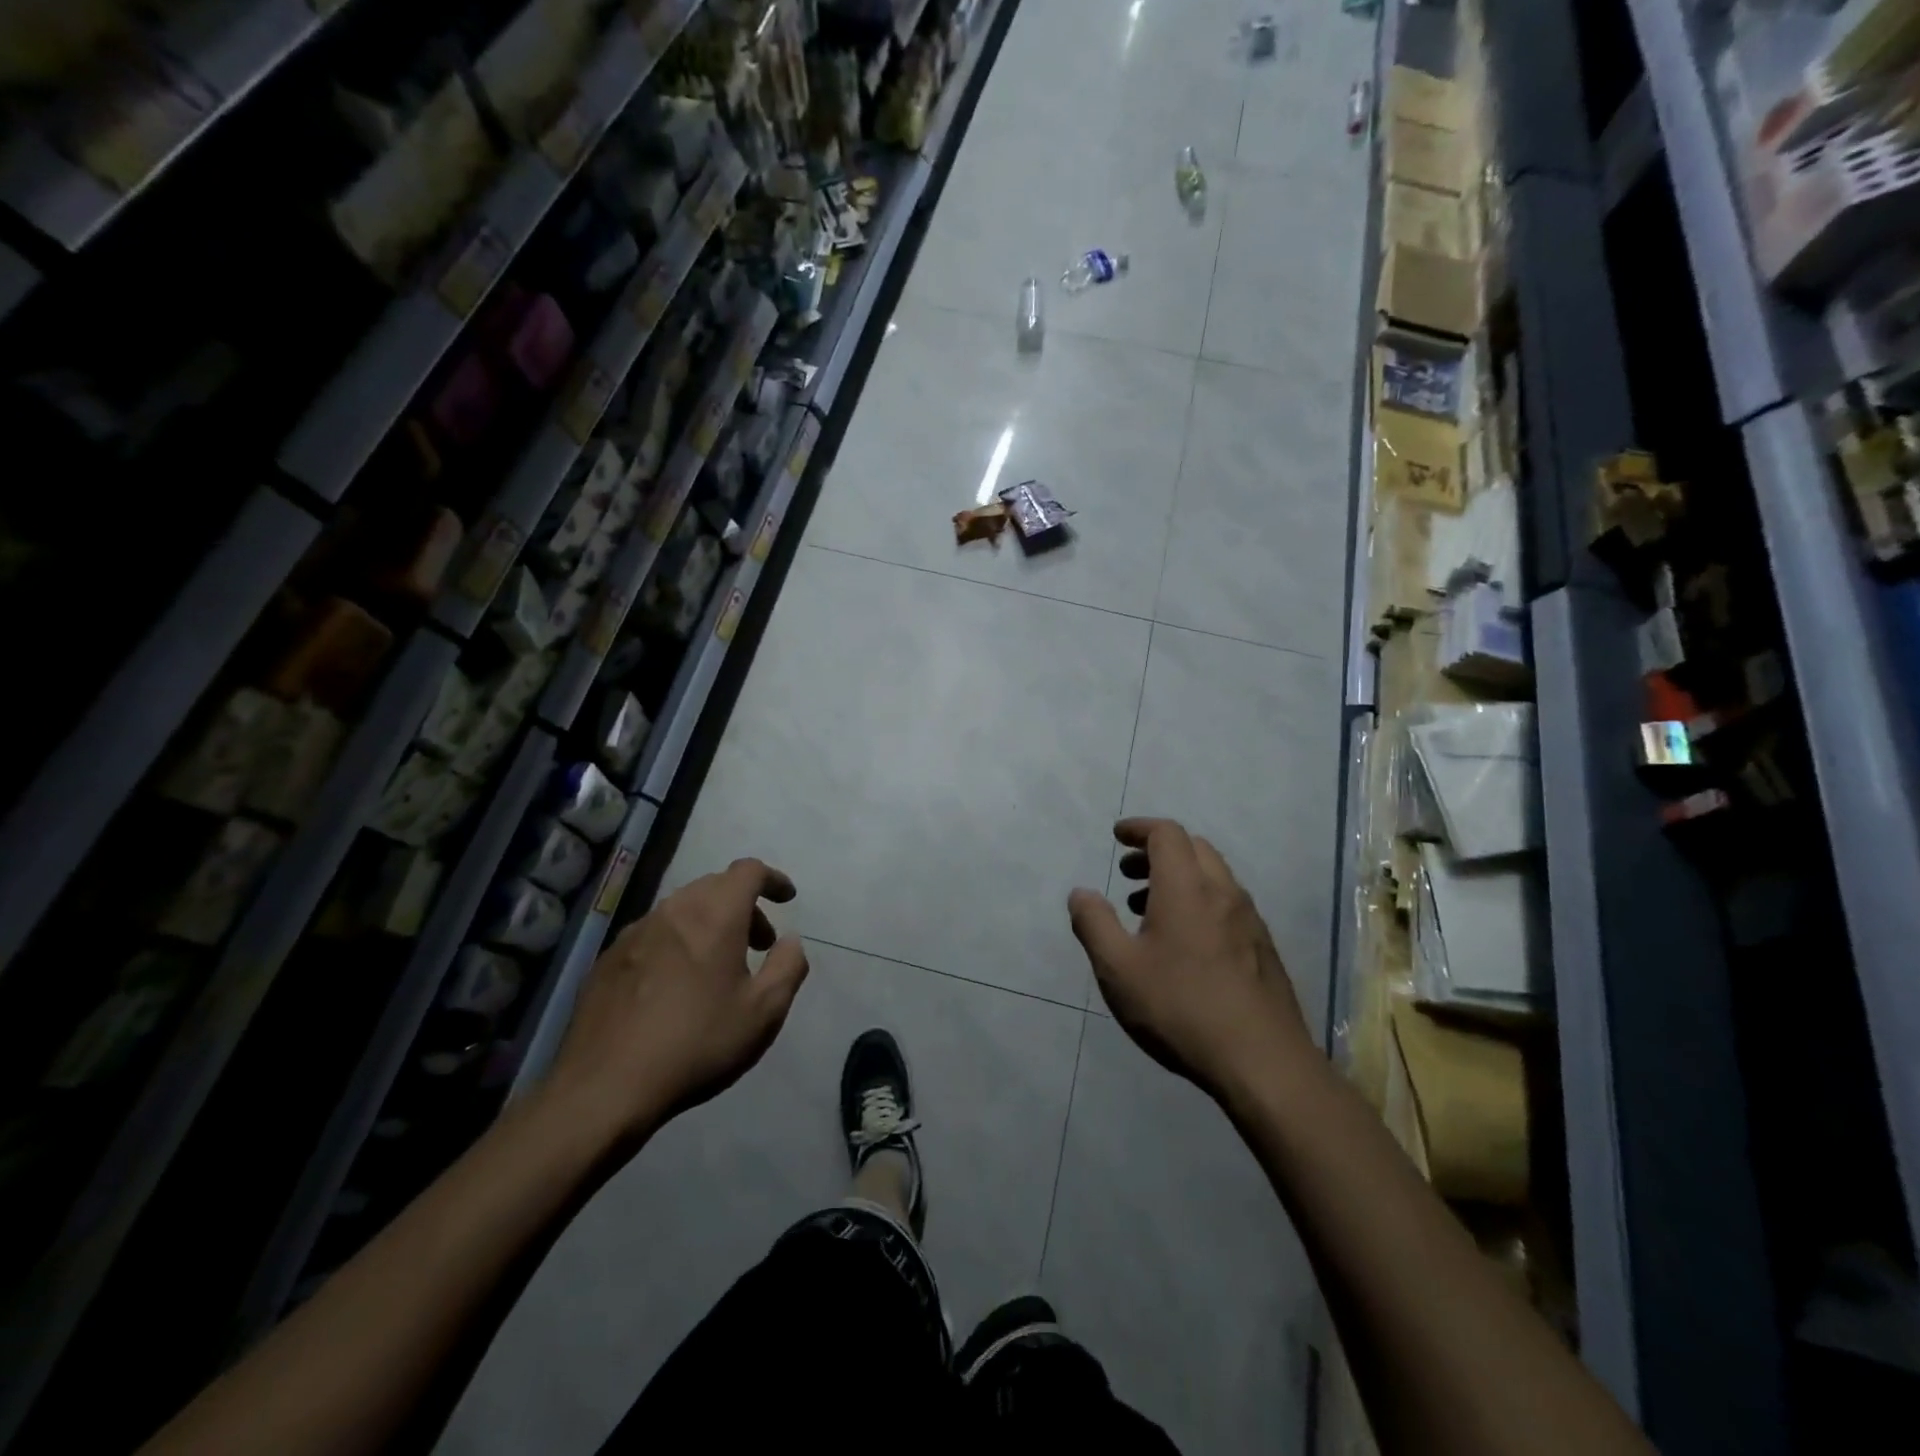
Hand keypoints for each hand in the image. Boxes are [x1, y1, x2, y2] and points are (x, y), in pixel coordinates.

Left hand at [542, 858, 809, 1143]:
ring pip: (682, 909)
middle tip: (759, 943)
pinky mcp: (608, 959)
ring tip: (718, 966)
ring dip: (709, 923)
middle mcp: (673, 911)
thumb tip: (790, 941)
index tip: (787, 900)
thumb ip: (788, 967)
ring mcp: (635, 933)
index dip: (773, 879)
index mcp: (715, 915)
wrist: (604, 1087)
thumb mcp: (764, 1012)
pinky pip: (654, 934)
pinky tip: (675, 985)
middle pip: (715, 886)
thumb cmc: (696, 1043)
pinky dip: (677, 942)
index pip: (749, 871)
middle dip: (744, 905)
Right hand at [1068, 819, 1311, 1100]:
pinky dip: (1199, 900)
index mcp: (1186, 887)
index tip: (1117, 836)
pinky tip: (1183, 942)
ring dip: (1178, 876)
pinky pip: (1226, 903)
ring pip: (1213, 875)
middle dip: (1157, 850)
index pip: (1166, 833)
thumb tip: (1081, 893)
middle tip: (1128, 872)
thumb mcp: (1118, 969)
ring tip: (1146, 909)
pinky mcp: (1262, 947)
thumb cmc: (1180, 1008)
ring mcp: (1249, 919)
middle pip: (1193, 848)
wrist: (1262, 1062)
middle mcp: (1222, 892)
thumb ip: (1094, 924)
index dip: (1139, 828)